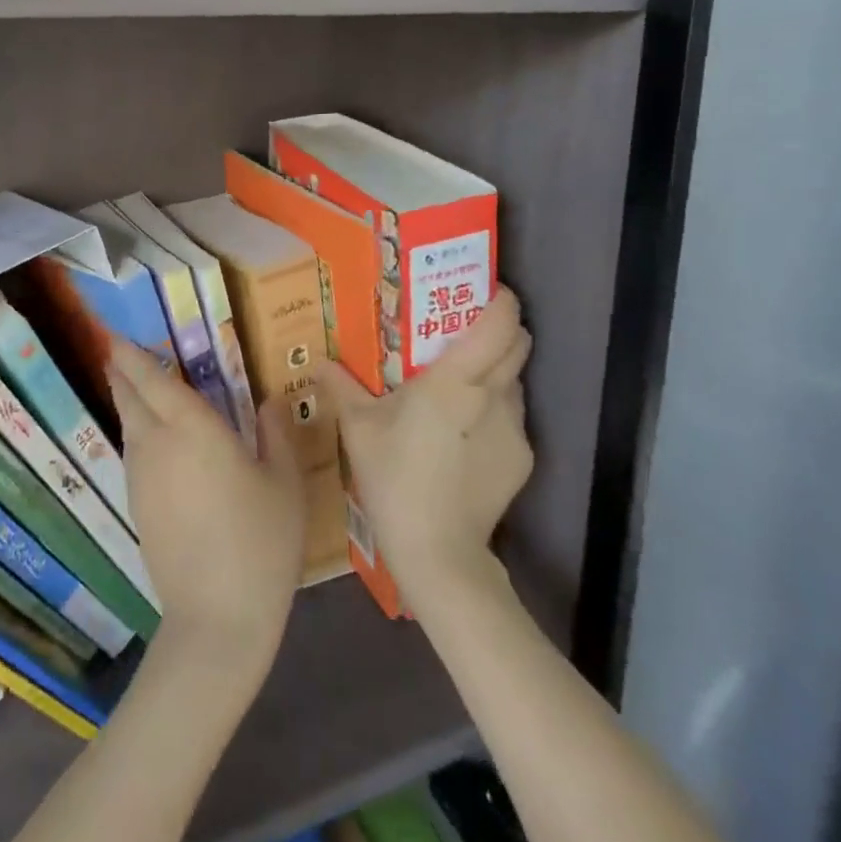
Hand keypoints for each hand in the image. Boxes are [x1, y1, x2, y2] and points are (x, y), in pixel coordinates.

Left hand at [110, 341, 304, 676]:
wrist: (217, 618)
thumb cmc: (260, 542)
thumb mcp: (284, 483)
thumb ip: (276, 433)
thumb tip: (268, 401)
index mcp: (193, 429)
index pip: (153, 380)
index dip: (131, 355)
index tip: (115, 334)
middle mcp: (158, 445)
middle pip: (131, 399)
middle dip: (123, 373)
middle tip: (122, 353)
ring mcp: (142, 478)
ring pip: (128, 427)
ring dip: (130, 403)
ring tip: (139, 389)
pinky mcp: (137, 507)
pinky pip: (132, 454)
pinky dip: (136, 434)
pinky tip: (153, 441)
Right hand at [319, 288, 533, 598]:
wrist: (438, 552)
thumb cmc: (395, 477)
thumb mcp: (358, 428)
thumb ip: (340, 386)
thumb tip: (317, 361)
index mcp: (458, 379)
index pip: (500, 322)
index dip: (499, 299)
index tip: (483, 289)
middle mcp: (496, 396)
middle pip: (519, 344)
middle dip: (501, 330)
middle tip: (465, 332)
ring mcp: (515, 430)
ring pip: (515, 382)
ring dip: (495, 374)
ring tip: (460, 388)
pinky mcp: (523, 460)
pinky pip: (512, 419)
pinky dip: (494, 413)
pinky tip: (464, 438)